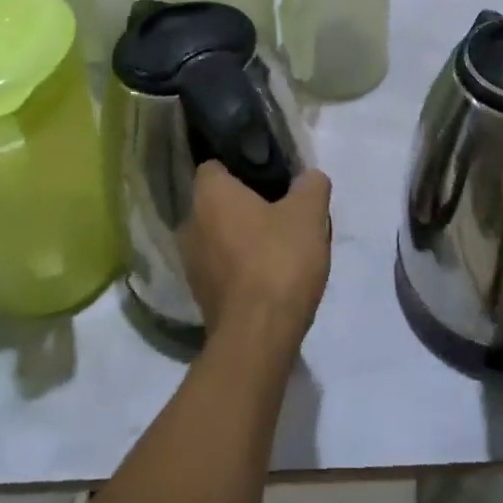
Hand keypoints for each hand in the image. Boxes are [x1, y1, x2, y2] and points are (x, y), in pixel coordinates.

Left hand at [180, 162, 332, 351]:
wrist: (258, 336)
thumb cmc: (278, 260)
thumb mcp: (309, 214)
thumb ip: (311, 186)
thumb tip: (310, 177)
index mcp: (210, 195)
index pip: (214, 166)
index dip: (239, 167)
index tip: (266, 176)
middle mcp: (190, 224)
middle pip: (216, 203)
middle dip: (243, 205)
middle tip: (280, 210)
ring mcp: (192, 264)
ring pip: (218, 237)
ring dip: (241, 238)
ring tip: (278, 246)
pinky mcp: (201, 296)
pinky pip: (221, 268)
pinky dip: (240, 268)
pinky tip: (269, 276)